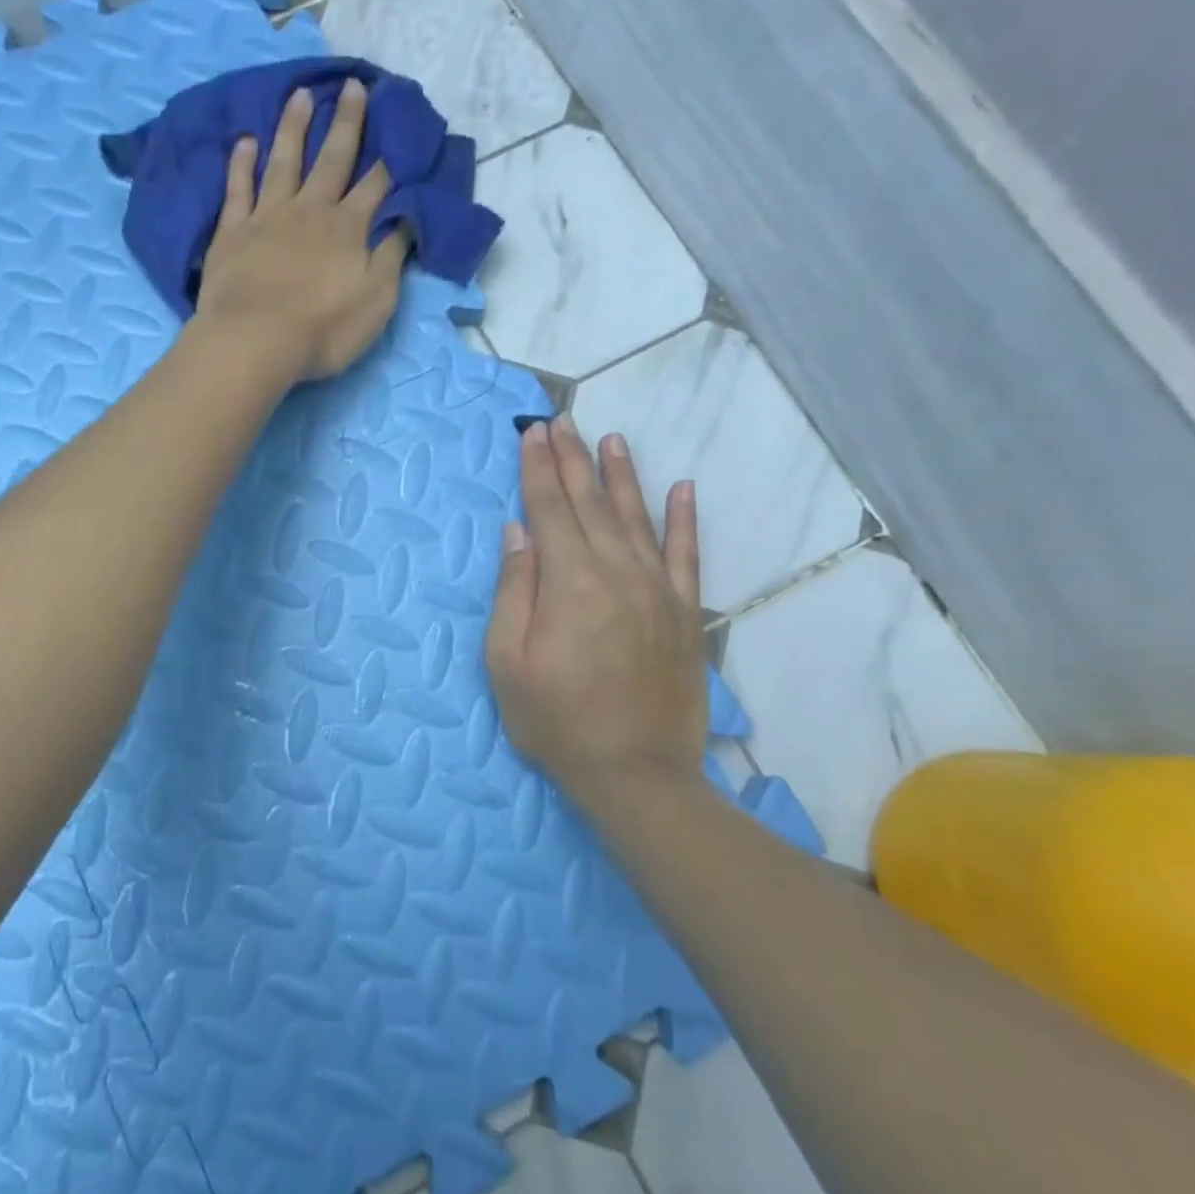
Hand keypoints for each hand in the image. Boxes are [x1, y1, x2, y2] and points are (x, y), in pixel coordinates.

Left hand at [193, 79, 408, 382]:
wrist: (255, 342)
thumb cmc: (323, 330)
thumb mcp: (376, 301)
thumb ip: (392, 258)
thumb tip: (406, 220)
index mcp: (348, 229)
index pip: (375, 185)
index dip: (389, 157)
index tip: (398, 126)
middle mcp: (310, 210)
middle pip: (332, 160)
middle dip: (347, 123)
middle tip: (353, 86)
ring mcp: (267, 217)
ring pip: (284, 161)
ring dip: (294, 127)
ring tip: (300, 94)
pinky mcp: (232, 232)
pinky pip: (238, 188)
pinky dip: (242, 163)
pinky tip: (245, 141)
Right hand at [485, 417, 708, 803]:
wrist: (635, 773)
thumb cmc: (555, 720)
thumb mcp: (507, 661)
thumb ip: (514, 589)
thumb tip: (518, 531)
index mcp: (570, 582)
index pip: (549, 509)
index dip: (537, 469)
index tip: (530, 434)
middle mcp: (617, 572)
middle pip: (589, 503)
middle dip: (571, 459)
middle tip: (559, 421)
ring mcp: (657, 589)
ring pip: (635, 517)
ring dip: (620, 475)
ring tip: (609, 439)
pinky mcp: (685, 612)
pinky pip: (687, 554)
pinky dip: (684, 519)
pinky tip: (681, 488)